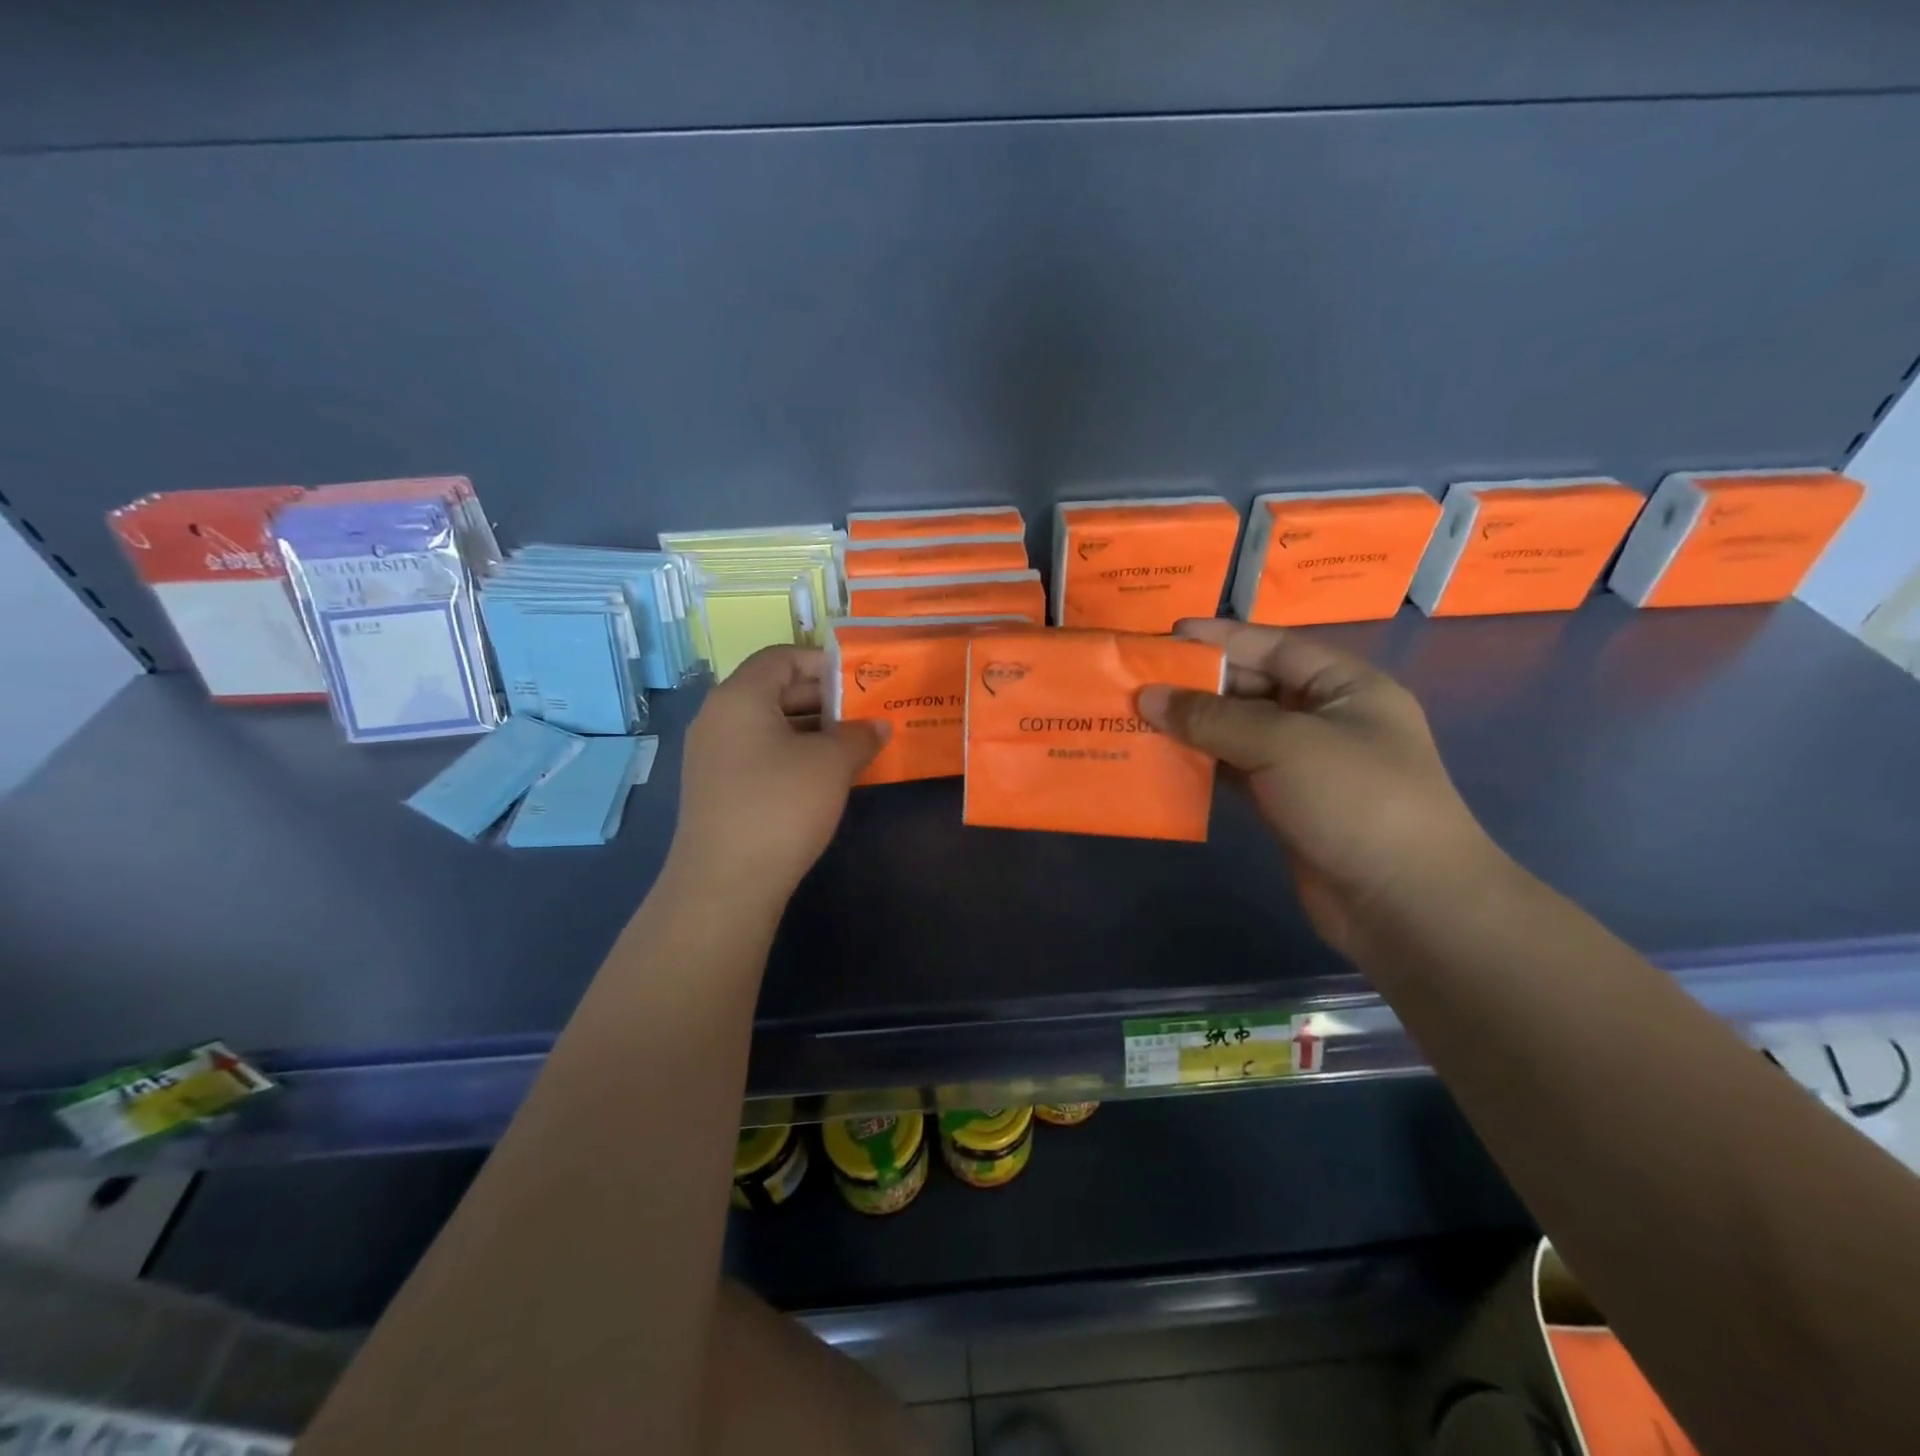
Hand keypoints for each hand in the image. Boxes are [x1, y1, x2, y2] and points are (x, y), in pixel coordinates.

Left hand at [669, 646, 886, 899]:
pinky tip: (824, 776)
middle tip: (865, 713)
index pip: (782, 657)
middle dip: (823, 698)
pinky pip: (759, 753)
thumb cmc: (780, 805)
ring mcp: (713, 755)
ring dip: (811, 729)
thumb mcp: (831, 764)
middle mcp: (718, 717)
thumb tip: (879, 725)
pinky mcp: (717, 788)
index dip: (823, 662)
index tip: (861, 680)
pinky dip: (793, 754)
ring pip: (769, 725)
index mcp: (739, 696)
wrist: (726, 883)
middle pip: (774, 689)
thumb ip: (860, 735)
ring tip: (853, 744)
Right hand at [1138, 619, 1498, 957]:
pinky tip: (1163, 760)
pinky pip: (1237, 770)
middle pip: (1254, 687)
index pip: (1274, 646)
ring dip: (1194, 726)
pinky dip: (1203, 764)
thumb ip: (1213, 718)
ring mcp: (1307, 765)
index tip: (1166, 635)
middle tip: (1139, 681)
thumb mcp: (1284, 744)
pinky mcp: (1288, 804)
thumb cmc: (1355, 801)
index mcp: (1344, 686)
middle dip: (1198, 684)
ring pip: (1240, 732)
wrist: (1406, 904)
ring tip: (1139, 718)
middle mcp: (1326, 718)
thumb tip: (1147, 697)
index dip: (1221, 639)